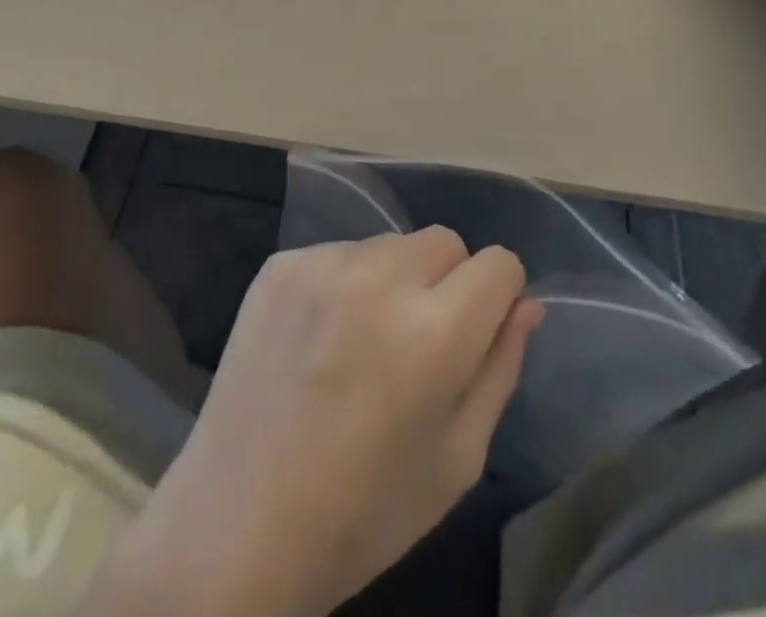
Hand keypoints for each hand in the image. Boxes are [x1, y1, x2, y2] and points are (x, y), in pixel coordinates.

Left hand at [91, 230, 541, 616]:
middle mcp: (379, 277)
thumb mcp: (457, 458)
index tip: (479, 331)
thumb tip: (527, 304)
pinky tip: (319, 337)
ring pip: (390, 244)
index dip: (499, 297)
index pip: (498, 263)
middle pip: (444, 241)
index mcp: (434, 331)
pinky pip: (338, 252)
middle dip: (448, 282)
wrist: (238, 524)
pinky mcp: (280, 263)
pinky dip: (343, 283)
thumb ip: (499, 368)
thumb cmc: (364, 511)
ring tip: (363, 341)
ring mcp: (323, 263)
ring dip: (394, 279)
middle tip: (418, 342)